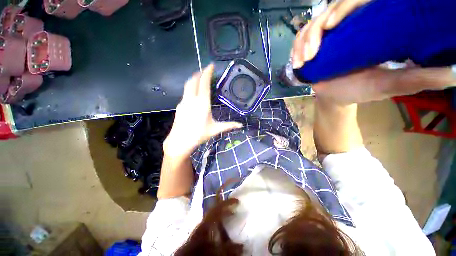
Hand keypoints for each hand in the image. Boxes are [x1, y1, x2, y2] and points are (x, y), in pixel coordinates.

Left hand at [163, 64, 242, 157]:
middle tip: (205, 71)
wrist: (180, 141)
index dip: (207, 72)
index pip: (204, 83)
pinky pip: (185, 93)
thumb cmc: (199, 134)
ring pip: (188, 85)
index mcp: (202, 103)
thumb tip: (240, 125)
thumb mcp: (215, 129)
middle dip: (199, 73)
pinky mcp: (179, 106)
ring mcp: (184, 102)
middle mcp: (192, 99)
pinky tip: (194, 93)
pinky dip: (190, 88)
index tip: (211, 65)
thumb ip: (228, 125)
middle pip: (193, 80)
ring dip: (194, 79)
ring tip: (200, 79)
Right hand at [291, 0, 454, 104]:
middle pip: (329, 10)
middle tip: (312, 53)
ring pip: (311, 24)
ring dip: (303, 42)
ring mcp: (330, 35)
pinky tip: (297, 61)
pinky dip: (296, 47)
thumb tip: (454, 73)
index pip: (356, 2)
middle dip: (316, 30)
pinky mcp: (315, 45)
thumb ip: (419, 78)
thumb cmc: (361, 90)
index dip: (342, 7)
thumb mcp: (391, 84)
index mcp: (372, 27)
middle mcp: (350, 26)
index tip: (331, 26)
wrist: (336, 96)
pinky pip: (301, 37)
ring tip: (304, 61)